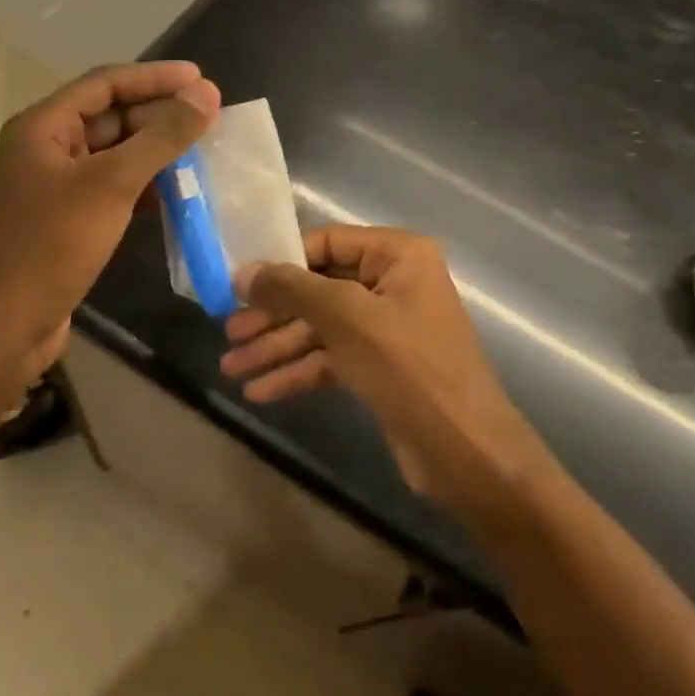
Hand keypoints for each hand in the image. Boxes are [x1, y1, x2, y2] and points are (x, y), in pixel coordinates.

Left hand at [0, 62, 219, 372]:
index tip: (201, 78)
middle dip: (160, 113)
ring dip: (157, 149)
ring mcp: (58, 185)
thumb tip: (207, 93)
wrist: (4, 326)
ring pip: (117, 152)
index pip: (106, 83)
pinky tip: (180, 189)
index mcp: (44, 126)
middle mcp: (48, 147)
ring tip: (204, 149)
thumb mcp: (112, 183)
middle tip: (210, 116)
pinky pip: (115, 185)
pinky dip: (147, 182)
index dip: (155, 77)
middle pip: (112, 115)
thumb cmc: (52, 244)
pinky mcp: (71, 217)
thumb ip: (162, 137)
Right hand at [223, 227, 548, 513]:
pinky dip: (299, 371)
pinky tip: (260, 391)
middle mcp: (394, 282)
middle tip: (228, 332)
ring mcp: (387, 326)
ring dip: (278, 347)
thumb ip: (293, 290)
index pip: (327, 242)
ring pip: (322, 327)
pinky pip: (332, 358)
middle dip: (274, 314)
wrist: (466, 453)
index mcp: (398, 254)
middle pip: (320, 288)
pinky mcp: (381, 366)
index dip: (281, 262)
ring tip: (231, 368)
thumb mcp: (347, 319)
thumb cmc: (410, 368)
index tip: (237, 283)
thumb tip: (245, 271)